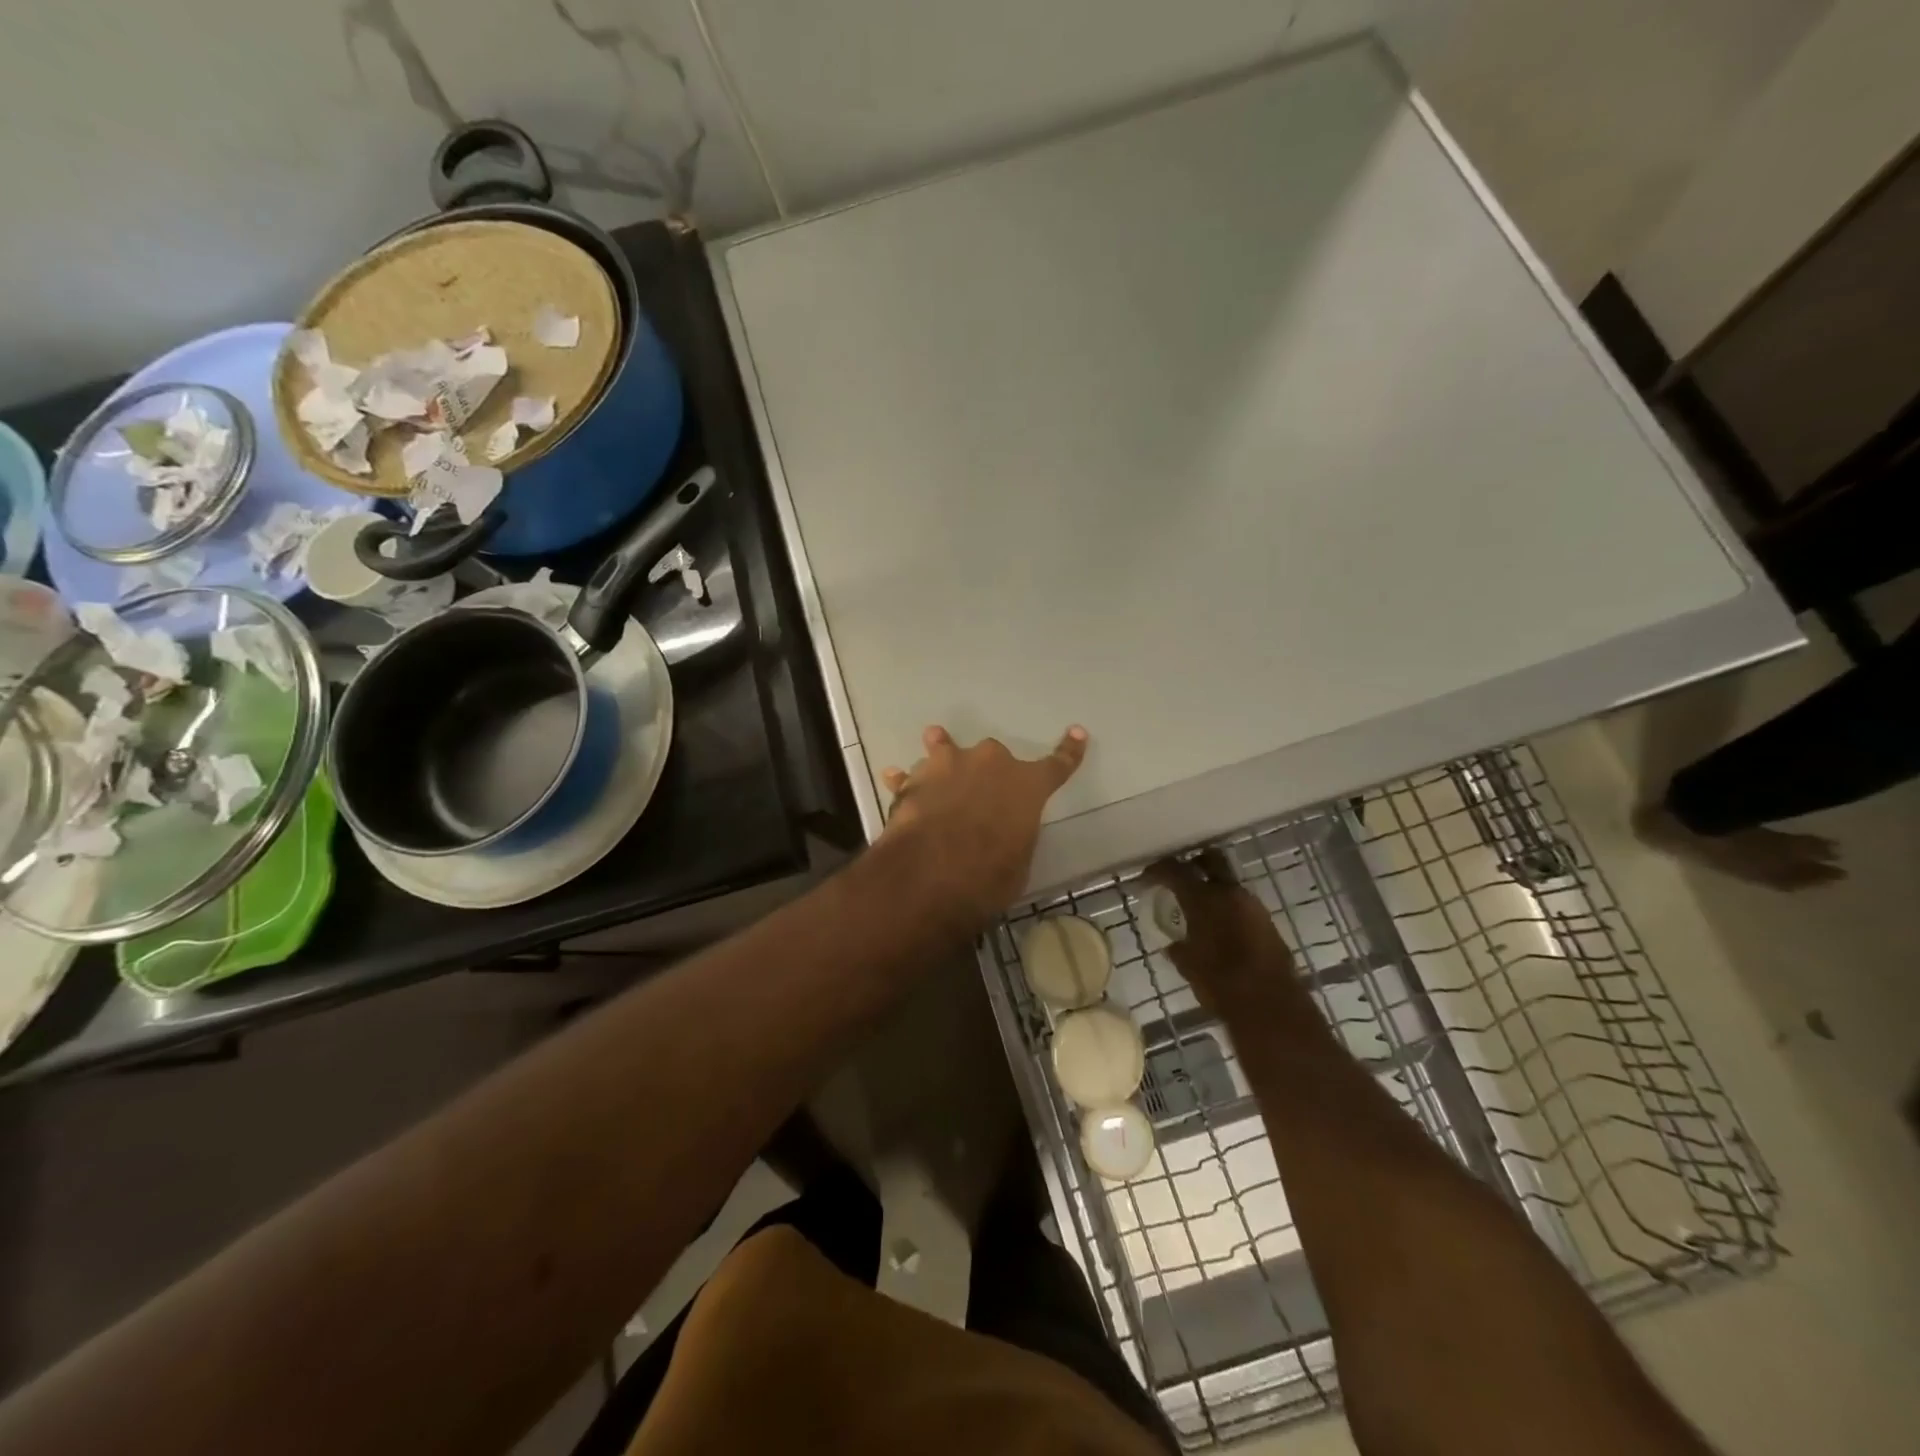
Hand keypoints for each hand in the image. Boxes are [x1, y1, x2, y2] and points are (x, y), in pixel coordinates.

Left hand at [878, 724, 1088, 925]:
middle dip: (987, 771)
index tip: (1077, 732)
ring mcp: (948, 765)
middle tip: (979, 795)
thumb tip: (1001, 835)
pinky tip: (892, 776)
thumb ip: (1014, 837)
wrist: (932, 872)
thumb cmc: (989, 875)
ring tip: (934, 742)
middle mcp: (989, 764)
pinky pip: (909, 776)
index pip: (1057, 766)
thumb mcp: (1017, 863)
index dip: (1069, 751)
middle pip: (993, 756)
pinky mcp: (914, 780)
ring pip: (945, 749)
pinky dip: (903, 780)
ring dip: (942, 752)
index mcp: (1026, 785)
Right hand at [1143, 851, 1296, 1014]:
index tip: (1145, 879)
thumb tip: (1174, 944)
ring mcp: (1253, 906)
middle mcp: (1230, 893)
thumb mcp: (1188, 966)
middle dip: (1193, 863)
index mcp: (1204, 899)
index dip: (1157, 871)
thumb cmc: (1220, 983)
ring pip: (1229, 883)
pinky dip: (1228, 908)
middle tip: (1180, 879)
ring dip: (1213, 889)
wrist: (1271, 1006)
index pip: (1174, 870)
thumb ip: (1178, 948)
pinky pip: (1242, 904)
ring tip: (1199, 910)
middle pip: (1210, 859)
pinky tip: (1220, 928)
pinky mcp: (1268, 922)